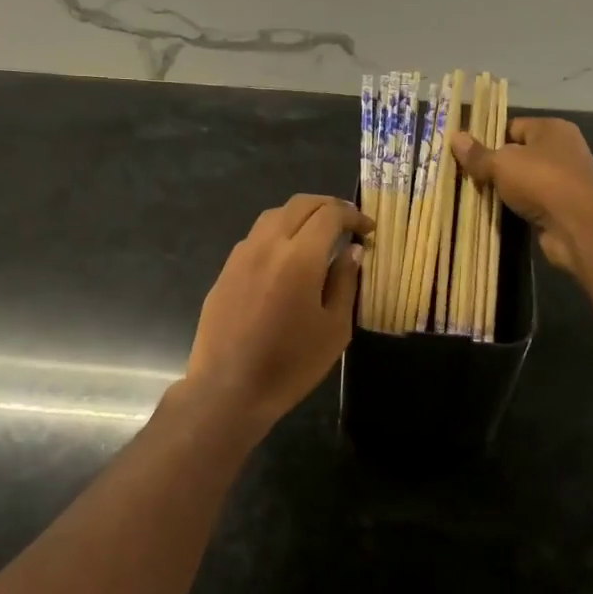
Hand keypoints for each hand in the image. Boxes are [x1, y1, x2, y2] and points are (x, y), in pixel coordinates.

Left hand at [184, 194, 372, 430]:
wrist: (229, 389)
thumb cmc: (291, 364)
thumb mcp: (334, 328)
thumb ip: (344, 282)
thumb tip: (351, 251)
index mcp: (299, 256)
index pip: (329, 214)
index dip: (353, 215)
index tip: (368, 230)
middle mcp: (267, 245)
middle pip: (299, 204)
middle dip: (327, 206)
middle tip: (347, 223)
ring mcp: (240, 256)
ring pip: (273, 217)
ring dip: (300, 217)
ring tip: (317, 237)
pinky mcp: (225, 272)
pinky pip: (255, 239)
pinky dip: (277, 236)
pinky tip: (286, 261)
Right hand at [451, 117, 592, 277]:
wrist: (579, 225)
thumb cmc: (541, 180)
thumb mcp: (502, 163)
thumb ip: (478, 154)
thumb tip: (455, 137)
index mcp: (551, 129)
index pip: (513, 127)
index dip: (488, 138)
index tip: (465, 153)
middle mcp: (561, 150)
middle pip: (518, 154)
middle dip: (493, 166)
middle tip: (465, 176)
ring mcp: (563, 180)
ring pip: (523, 181)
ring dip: (503, 189)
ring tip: (473, 195)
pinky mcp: (560, 207)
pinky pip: (530, 202)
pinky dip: (514, 207)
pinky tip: (494, 213)